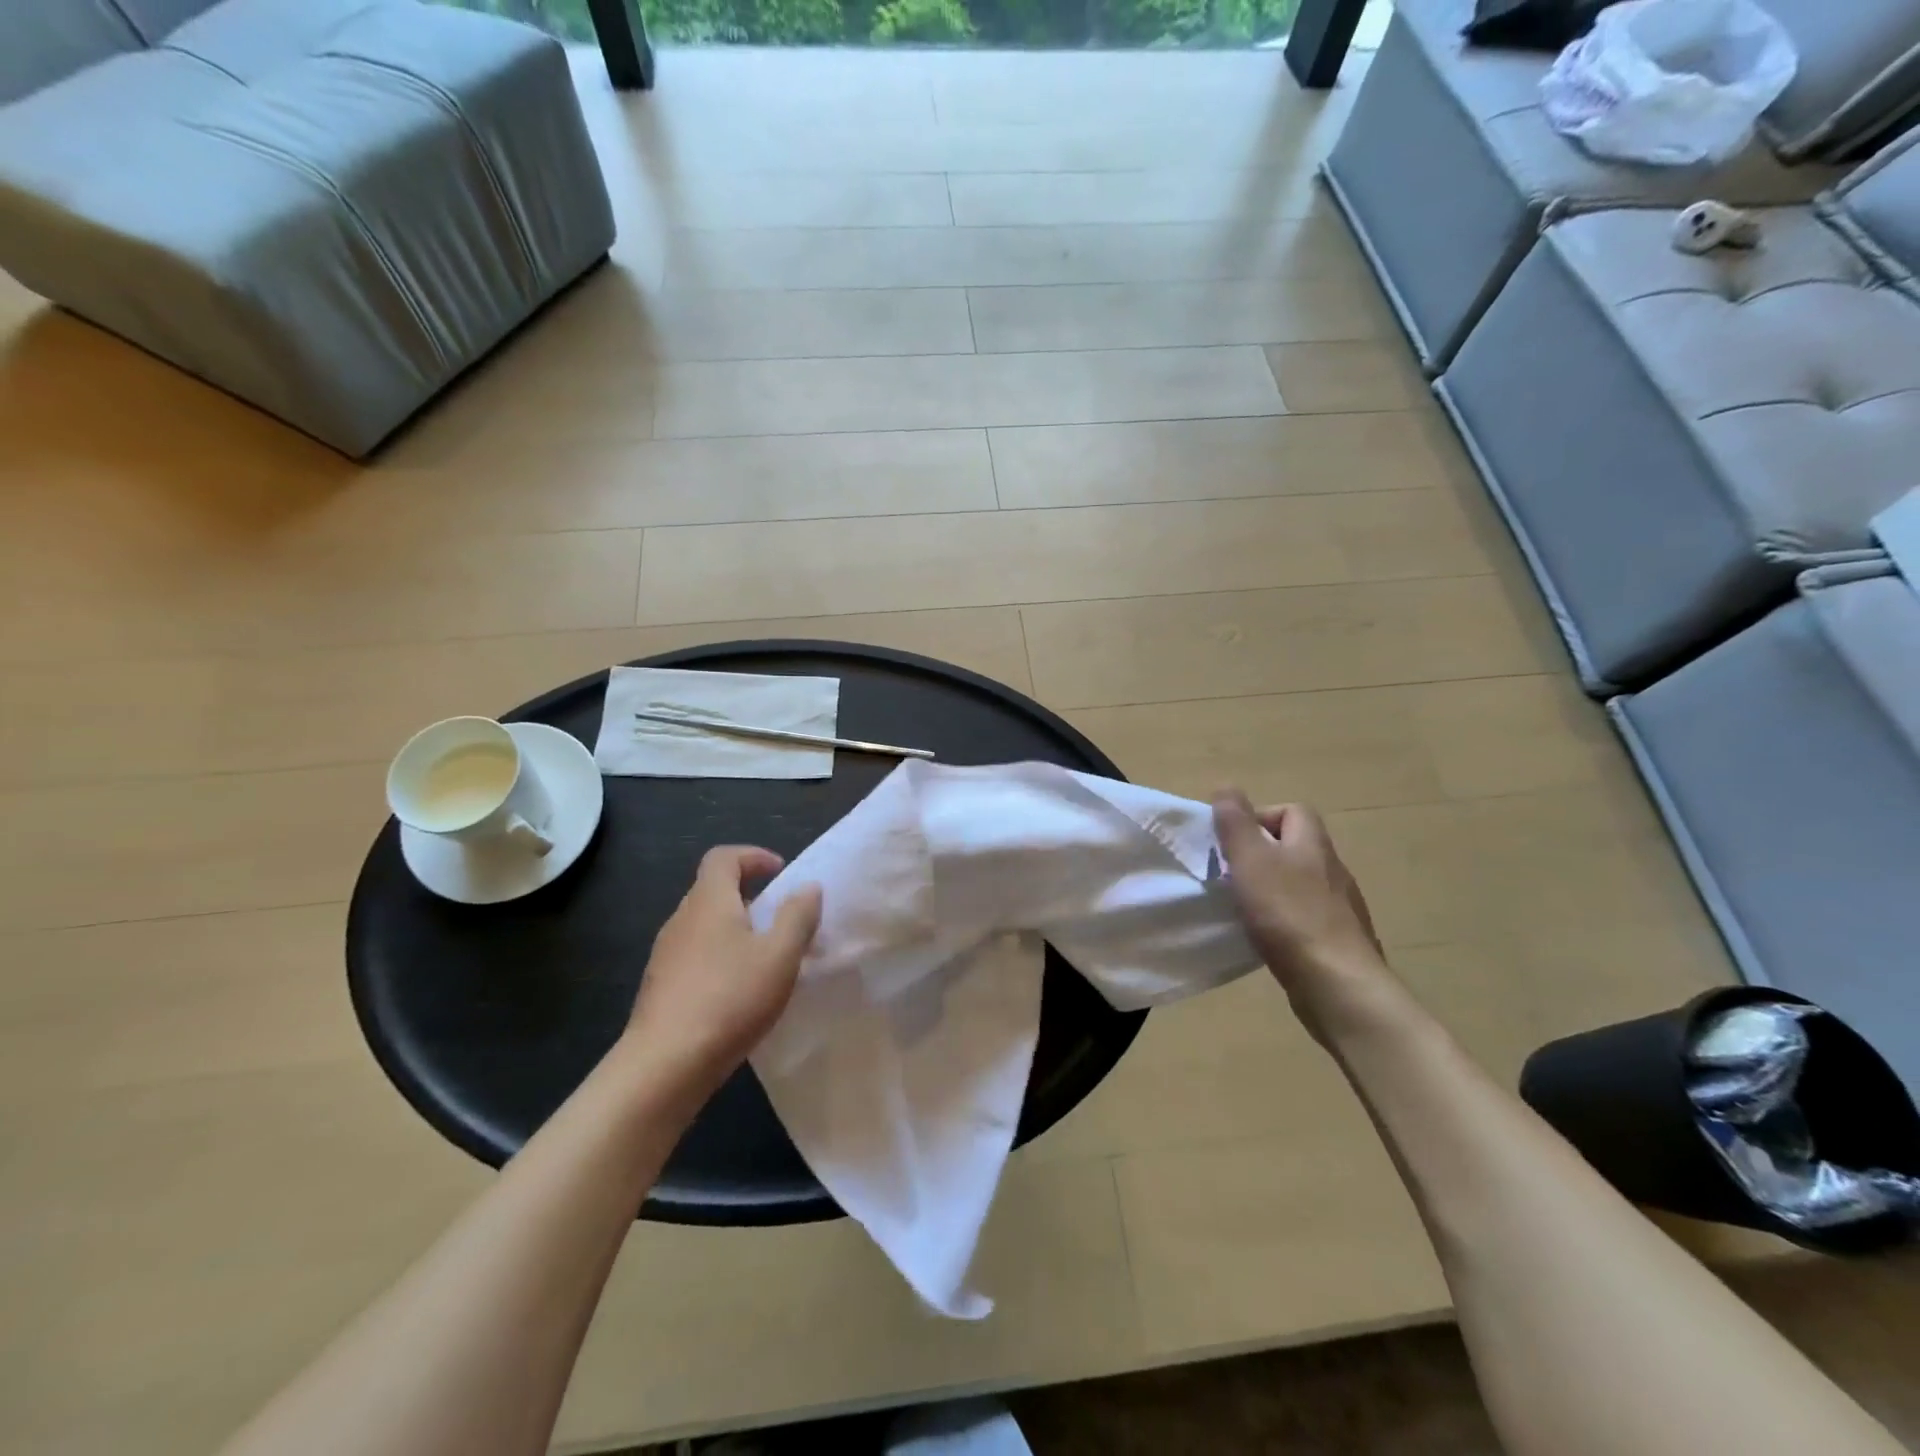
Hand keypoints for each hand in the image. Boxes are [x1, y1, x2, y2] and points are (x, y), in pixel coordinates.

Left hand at [625, 846, 822, 1100]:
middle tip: (780, 919)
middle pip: (713, 890)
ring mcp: (665, 954)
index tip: (781, 872)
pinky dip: (720, 957)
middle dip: (749, 895)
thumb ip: (798, 916)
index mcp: (709, 901)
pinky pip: (695, 955)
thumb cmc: (729, 998)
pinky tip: (739, 991)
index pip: (723, 857)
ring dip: (735, 929)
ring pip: (704, 925)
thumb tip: (808, 887)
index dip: (753, 856)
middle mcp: (682, 919)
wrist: (665, 1065)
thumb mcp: (780, 955)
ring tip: (765, 958)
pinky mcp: (660, 987)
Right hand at [1211, 793, 1391, 1042]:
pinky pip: (1306, 917)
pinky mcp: (1338, 941)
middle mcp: (1332, 871)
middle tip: (1231, 875)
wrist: (1338, 985)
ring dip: (1272, 889)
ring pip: (1301, 884)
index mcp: (1313, 845)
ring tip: (1243, 907)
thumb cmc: (1289, 915)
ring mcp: (1340, 908)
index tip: (1232, 841)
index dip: (1261, 816)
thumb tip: (1226, 788)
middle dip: (1262, 855)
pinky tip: (1266, 938)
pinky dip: (1284, 920)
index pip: (1293, 811)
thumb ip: (1236, 823)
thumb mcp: (1251, 861)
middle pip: (1296, 847)